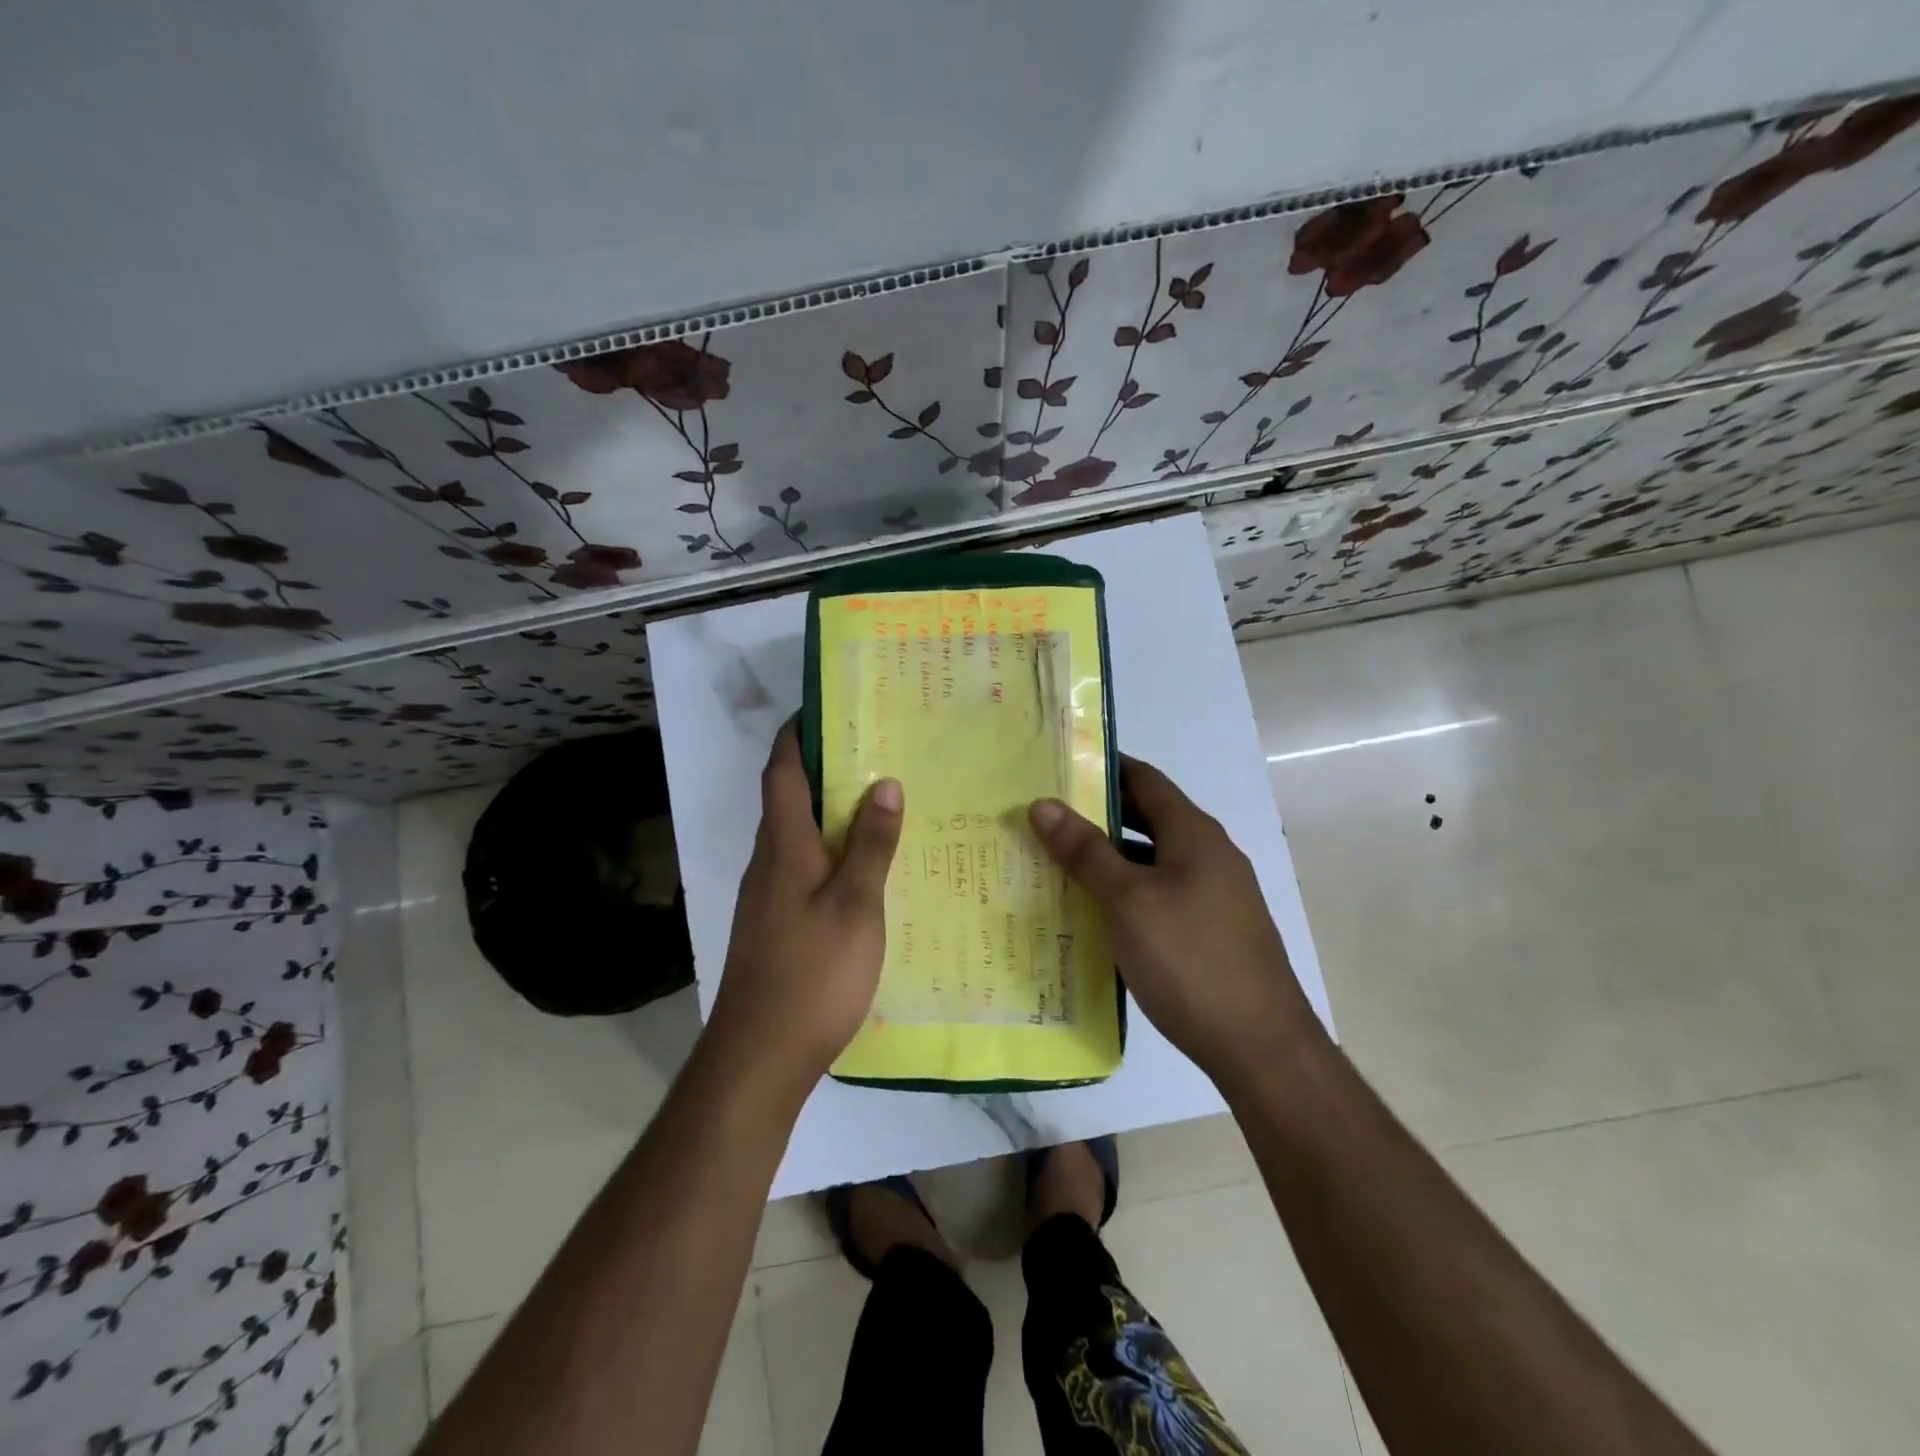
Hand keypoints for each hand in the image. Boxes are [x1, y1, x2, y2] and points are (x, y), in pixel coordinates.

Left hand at [705, 723, 903, 1091]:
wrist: (760, 1055)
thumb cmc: (812, 972)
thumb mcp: (855, 904)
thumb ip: (870, 844)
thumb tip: (883, 783)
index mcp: (783, 845)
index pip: (782, 771)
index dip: (798, 734)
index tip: (827, 706)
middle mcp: (769, 861)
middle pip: (790, 798)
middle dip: (825, 767)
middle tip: (877, 747)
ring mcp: (769, 895)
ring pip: (799, 834)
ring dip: (831, 810)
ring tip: (882, 797)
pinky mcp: (777, 923)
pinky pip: (805, 867)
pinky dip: (832, 850)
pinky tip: (868, 864)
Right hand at [1029, 757, 1319, 1085]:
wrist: (1261, 1046)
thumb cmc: (1189, 959)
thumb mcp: (1128, 901)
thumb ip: (1085, 850)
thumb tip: (1043, 803)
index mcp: (1194, 834)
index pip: (1145, 779)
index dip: (1103, 767)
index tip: (1057, 767)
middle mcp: (1210, 854)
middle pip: (1149, 817)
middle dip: (1099, 814)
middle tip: (1046, 816)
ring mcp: (1216, 894)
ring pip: (1154, 860)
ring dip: (1111, 857)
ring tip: (1059, 863)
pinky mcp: (1213, 930)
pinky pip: (1162, 893)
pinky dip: (1128, 892)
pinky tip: (1098, 914)